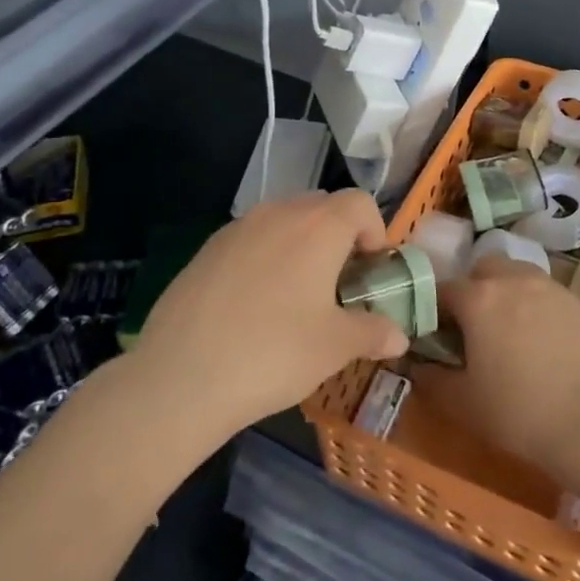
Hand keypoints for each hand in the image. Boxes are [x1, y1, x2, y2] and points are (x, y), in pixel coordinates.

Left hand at [131, 191, 407, 436]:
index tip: (371, 270)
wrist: (180, 377)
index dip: (375, 231)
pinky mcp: (206, 249)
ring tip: (297, 294)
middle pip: (322, 207)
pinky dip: (265, 257)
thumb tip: (399, 337)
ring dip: (300, 244)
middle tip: (339, 283)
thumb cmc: (274, 353)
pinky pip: (250, 239)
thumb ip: (372, 332)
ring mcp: (237, 228)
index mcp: (319, 226)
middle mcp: (279, 213)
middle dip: (339, 236)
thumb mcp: (335, 347)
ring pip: (283, 220)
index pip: (360, 203)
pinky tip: (254, 304)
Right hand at [427, 256, 579, 472]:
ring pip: (521, 274)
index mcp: (479, 298)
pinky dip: (540, 308)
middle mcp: (514, 280)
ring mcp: (551, 288)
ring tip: (512, 328)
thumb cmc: (514, 410)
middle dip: (476, 287)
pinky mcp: (579, 304)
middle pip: (486, 267)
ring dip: (510, 291)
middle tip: (476, 324)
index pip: (444, 289)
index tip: (437, 332)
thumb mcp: (460, 401)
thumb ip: (431, 378)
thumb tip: (417, 365)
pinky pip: (550, 296)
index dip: (436, 309)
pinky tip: (545, 342)